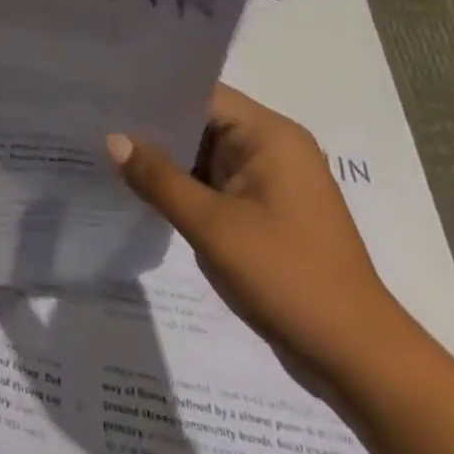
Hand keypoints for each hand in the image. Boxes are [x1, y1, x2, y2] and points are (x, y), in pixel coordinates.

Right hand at [110, 84, 409, 380]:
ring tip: (104, 147)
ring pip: (203, 154)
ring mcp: (270, 183)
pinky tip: (139, 187)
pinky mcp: (264, 213)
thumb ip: (158, 178)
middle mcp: (273, 148)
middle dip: (151, 126)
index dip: (152, 92)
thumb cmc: (288, 277)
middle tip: (94, 119)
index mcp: (270, 135)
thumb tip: (112, 139)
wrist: (359, 362)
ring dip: (163, 158)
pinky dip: (181, 185)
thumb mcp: (211, 225)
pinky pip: (212, 183)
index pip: (199, 93)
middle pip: (199, 120)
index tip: (104, 92)